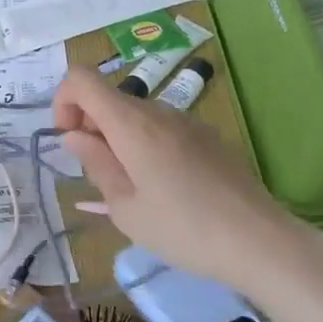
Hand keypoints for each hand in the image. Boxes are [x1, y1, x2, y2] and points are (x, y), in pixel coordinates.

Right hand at [53, 64, 296, 289]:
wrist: (259, 241)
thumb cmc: (182, 229)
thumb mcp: (125, 208)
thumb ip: (96, 165)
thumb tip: (75, 136)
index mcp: (132, 124)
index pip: (81, 80)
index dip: (63, 102)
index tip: (69, 142)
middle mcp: (159, 112)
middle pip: (109, 100)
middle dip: (91, 128)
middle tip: (99, 178)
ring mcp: (188, 123)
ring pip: (137, 117)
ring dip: (119, 140)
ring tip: (132, 190)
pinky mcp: (209, 138)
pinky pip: (163, 131)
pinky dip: (146, 147)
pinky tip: (164, 190)